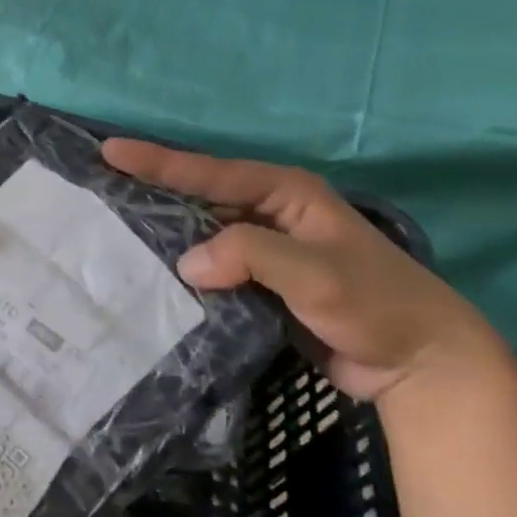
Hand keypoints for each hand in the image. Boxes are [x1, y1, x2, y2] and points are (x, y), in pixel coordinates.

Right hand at [102, 140, 513, 404]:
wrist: (418, 364)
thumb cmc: (377, 306)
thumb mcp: (318, 275)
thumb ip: (252, 256)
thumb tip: (185, 263)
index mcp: (286, 194)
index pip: (212, 173)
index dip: (159, 162)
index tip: (110, 152)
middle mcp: (270, 214)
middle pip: (199, 195)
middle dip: (152, 189)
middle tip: (99, 184)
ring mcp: (264, 250)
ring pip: (201, 232)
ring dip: (162, 231)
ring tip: (109, 226)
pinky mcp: (258, 283)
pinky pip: (210, 266)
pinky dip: (180, 268)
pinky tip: (148, 273)